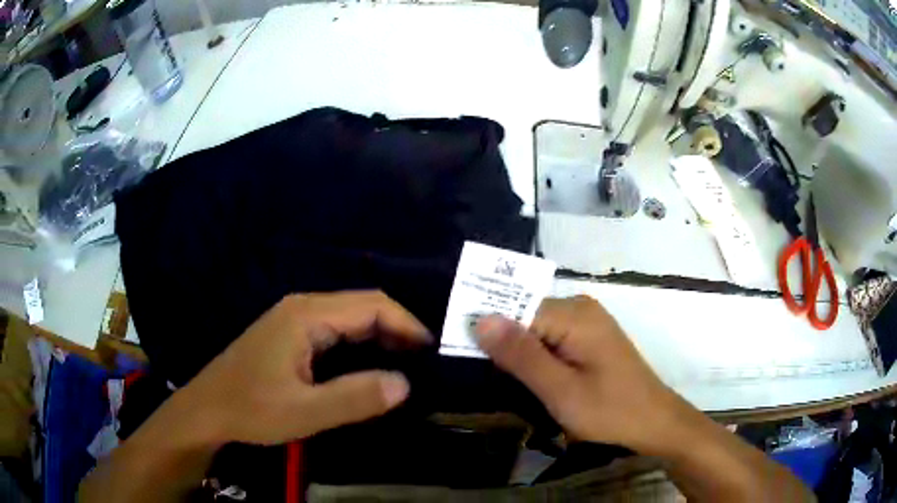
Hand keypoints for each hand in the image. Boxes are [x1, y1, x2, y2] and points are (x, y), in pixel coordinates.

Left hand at [181, 291, 431, 445]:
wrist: (208, 410)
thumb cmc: (251, 409)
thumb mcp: (304, 412)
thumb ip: (355, 398)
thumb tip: (405, 384)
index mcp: (306, 315)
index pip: (371, 306)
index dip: (407, 325)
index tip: (433, 352)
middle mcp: (303, 307)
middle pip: (363, 306)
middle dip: (399, 329)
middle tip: (426, 361)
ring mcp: (294, 319)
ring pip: (350, 317)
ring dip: (382, 337)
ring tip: (409, 364)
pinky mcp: (291, 334)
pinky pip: (337, 330)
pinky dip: (363, 344)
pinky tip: (372, 364)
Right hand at [474, 295, 680, 450]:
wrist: (653, 421)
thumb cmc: (609, 411)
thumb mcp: (561, 390)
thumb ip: (522, 356)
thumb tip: (481, 319)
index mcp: (574, 315)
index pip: (515, 309)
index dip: (487, 330)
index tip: (459, 353)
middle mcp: (580, 307)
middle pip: (525, 315)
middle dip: (502, 342)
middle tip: (481, 374)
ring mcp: (586, 321)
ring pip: (536, 327)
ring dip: (517, 351)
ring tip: (500, 378)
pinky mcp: (589, 336)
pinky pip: (551, 337)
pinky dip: (534, 354)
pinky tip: (528, 376)